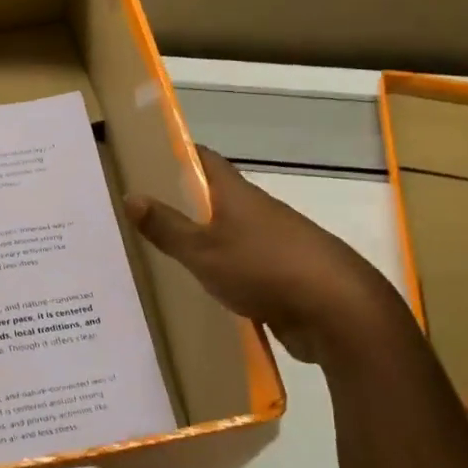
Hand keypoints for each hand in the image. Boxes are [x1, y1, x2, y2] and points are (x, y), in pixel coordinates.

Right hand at [125, 146, 406, 363]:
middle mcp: (258, 212)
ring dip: (203, 240)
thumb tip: (131, 196)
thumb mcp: (203, 250)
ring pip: (230, 235)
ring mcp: (275, 245)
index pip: (205, 160)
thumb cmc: (264, 268)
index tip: (147, 159)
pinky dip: (222, 273)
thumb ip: (167, 227)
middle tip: (144, 213)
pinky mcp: (284, 277)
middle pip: (217, 199)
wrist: (336, 312)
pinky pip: (244, 268)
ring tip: (164, 253)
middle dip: (184, 202)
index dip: (178, 155)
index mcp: (238, 195)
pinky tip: (202, 290)